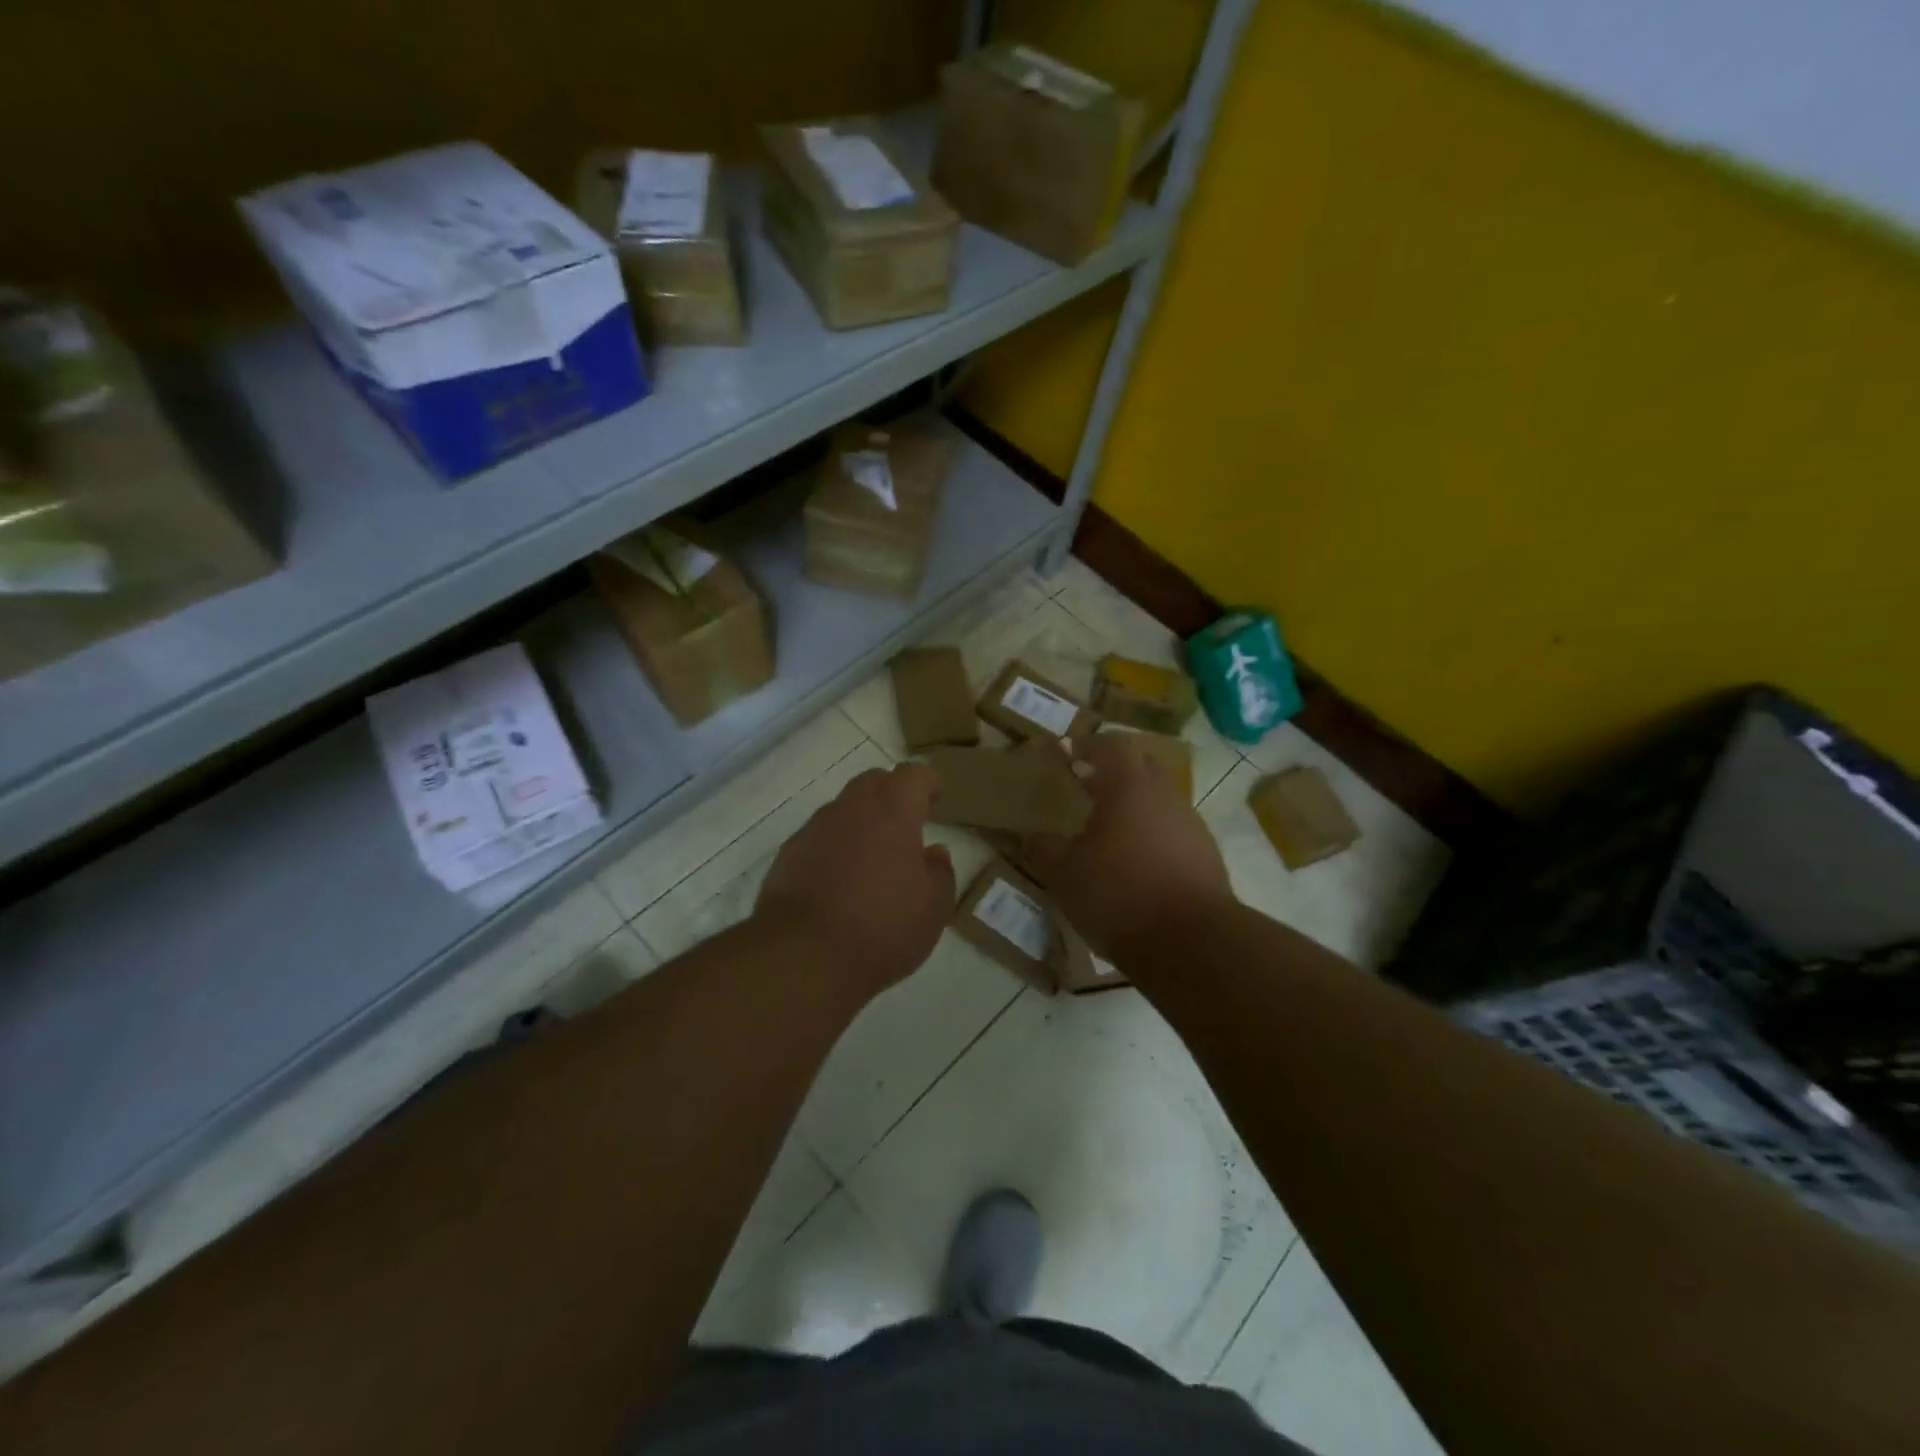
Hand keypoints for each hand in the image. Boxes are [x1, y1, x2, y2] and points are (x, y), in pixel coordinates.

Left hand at [754, 762, 955, 1003]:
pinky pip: (818, 838)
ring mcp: (814, 830)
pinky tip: (837, 882)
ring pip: (842, 809)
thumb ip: (940, 873)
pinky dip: (833, 848)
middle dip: (891, 794)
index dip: (926, 782)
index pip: (912, 775)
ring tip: (870, 859)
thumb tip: (934, 852)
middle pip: (872, 782)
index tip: (935, 797)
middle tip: (904, 825)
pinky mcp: (788, 855)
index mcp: (893, 814)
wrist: (803, 956)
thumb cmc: (881, 928)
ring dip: (859, 822)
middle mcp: (851, 810)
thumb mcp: (933, 909)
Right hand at [1026, 735, 1233, 961]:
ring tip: (1107, 826)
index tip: (1066, 753)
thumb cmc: (1119, 895)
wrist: (1192, 942)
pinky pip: (1173, 827)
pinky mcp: (1205, 852)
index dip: (1086, 745)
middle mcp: (1164, 794)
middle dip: (1113, 769)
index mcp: (1129, 786)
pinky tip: (1135, 859)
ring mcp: (1190, 822)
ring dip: (1134, 803)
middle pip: (1140, 765)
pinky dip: (1152, 831)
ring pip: (1159, 797)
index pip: (1109, 745)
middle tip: (1086, 784)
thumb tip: (1030, 835)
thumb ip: (1043, 850)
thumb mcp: (1064, 876)